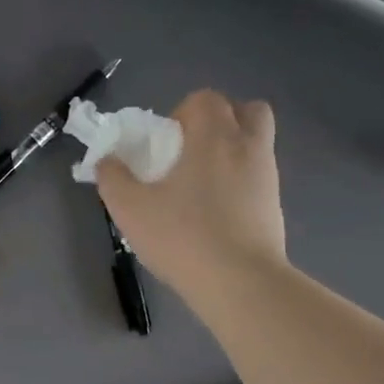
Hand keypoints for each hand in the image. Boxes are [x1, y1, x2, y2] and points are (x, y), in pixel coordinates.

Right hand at [96, 90, 286, 305]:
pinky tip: (218, 215)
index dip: (183, 112)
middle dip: (221, 122)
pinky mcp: (276, 207)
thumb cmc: (183, 237)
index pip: (206, 99)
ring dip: (233, 153)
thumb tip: (107, 160)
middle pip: (247, 111)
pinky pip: (260, 178)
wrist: (242, 284)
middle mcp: (249, 147)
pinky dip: (242, 184)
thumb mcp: (131, 209)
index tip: (166, 145)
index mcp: (215, 136)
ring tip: (203, 187)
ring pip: (257, 145)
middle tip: (193, 153)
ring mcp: (269, 177)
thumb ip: (113, 178)